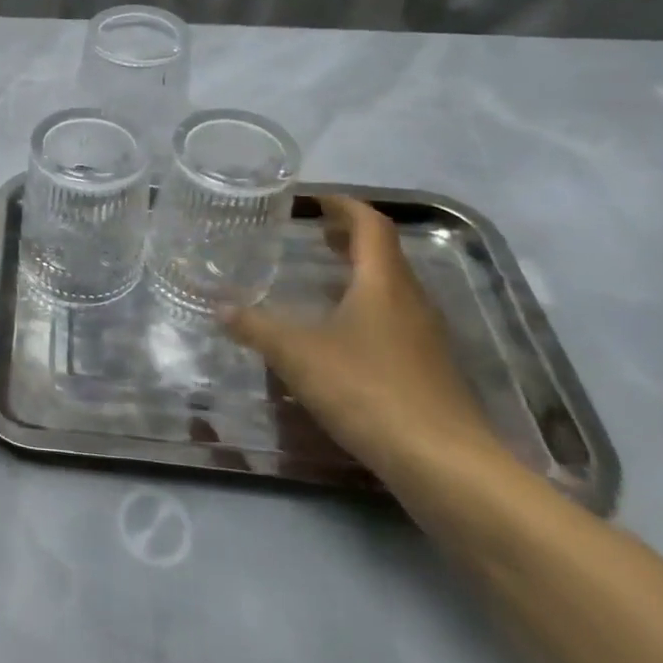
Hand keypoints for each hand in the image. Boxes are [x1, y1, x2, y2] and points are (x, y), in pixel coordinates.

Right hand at [222, 196, 506, 490]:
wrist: (442, 463)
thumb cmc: (366, 390)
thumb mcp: (296, 354)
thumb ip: (256, 328)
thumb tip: (220, 309)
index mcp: (383, 283)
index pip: (370, 225)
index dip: (344, 206)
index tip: (313, 199)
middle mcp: (411, 301)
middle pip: (384, 255)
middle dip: (349, 238)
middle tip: (312, 233)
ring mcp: (425, 337)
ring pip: (390, 289)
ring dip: (357, 274)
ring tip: (320, 277)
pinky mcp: (427, 369)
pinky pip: (393, 320)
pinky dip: (365, 308)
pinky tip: (338, 334)